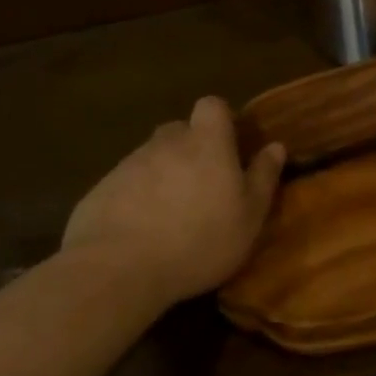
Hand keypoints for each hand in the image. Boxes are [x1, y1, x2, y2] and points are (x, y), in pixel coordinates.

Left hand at [62, 96, 285, 307]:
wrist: (117, 270)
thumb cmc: (199, 241)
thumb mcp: (249, 216)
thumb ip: (263, 178)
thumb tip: (276, 146)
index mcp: (207, 143)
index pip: (212, 106)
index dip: (220, 120)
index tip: (229, 146)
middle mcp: (166, 144)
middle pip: (179, 131)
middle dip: (191, 149)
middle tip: (202, 185)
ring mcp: (128, 165)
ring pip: (151, 159)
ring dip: (163, 176)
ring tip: (170, 215)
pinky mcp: (100, 191)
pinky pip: (125, 185)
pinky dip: (134, 200)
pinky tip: (139, 233)